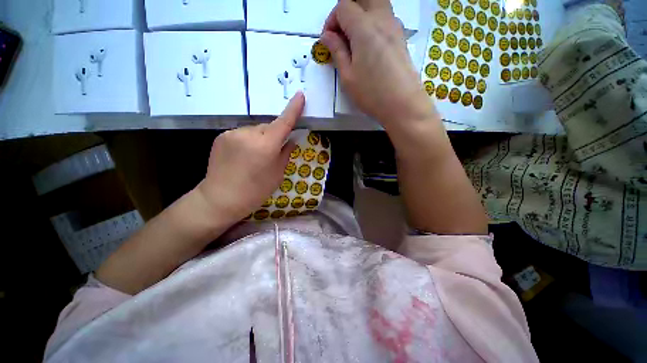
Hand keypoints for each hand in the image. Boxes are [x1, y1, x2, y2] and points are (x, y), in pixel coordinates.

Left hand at [198, 93, 303, 222]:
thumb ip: (286, 153)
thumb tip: (291, 140)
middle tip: (273, 152)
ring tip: (255, 157)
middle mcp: (249, 134)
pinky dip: (248, 141)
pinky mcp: (221, 136)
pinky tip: (243, 156)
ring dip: (260, 138)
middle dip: (274, 135)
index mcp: (266, 146)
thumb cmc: (255, 191)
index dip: (293, 109)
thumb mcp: (277, 175)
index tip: (300, 96)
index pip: (283, 122)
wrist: (220, 199)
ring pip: (255, 130)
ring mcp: (232, 133)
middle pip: (269, 127)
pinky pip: (242, 134)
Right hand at [320, 0, 434, 129]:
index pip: (343, 7)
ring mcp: (395, 26)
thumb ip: (337, 51)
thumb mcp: (347, 76)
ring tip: (354, 41)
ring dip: (361, 15)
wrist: (403, 104)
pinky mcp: (401, 37)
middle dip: (347, 11)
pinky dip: (373, 23)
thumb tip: (327, 36)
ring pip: (376, 4)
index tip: (328, 41)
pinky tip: (369, 46)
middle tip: (341, 34)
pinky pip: (385, 18)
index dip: (331, 21)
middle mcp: (381, 18)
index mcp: (364, 27)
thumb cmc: (372, 93)